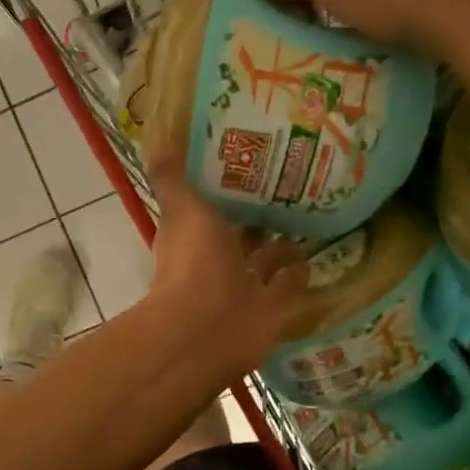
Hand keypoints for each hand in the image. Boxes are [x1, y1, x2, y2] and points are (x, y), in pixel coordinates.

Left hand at [145, 148, 307, 376]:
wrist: (207, 330)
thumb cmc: (194, 265)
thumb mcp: (183, 210)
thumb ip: (172, 179)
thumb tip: (156, 139)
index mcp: (195, 236)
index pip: (212, 207)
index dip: (227, 190)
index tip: (251, 165)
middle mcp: (218, 261)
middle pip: (242, 235)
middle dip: (258, 218)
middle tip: (290, 189)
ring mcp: (244, 288)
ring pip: (266, 261)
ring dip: (281, 246)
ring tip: (308, 219)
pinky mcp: (270, 310)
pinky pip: (286, 287)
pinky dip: (297, 274)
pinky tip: (312, 256)